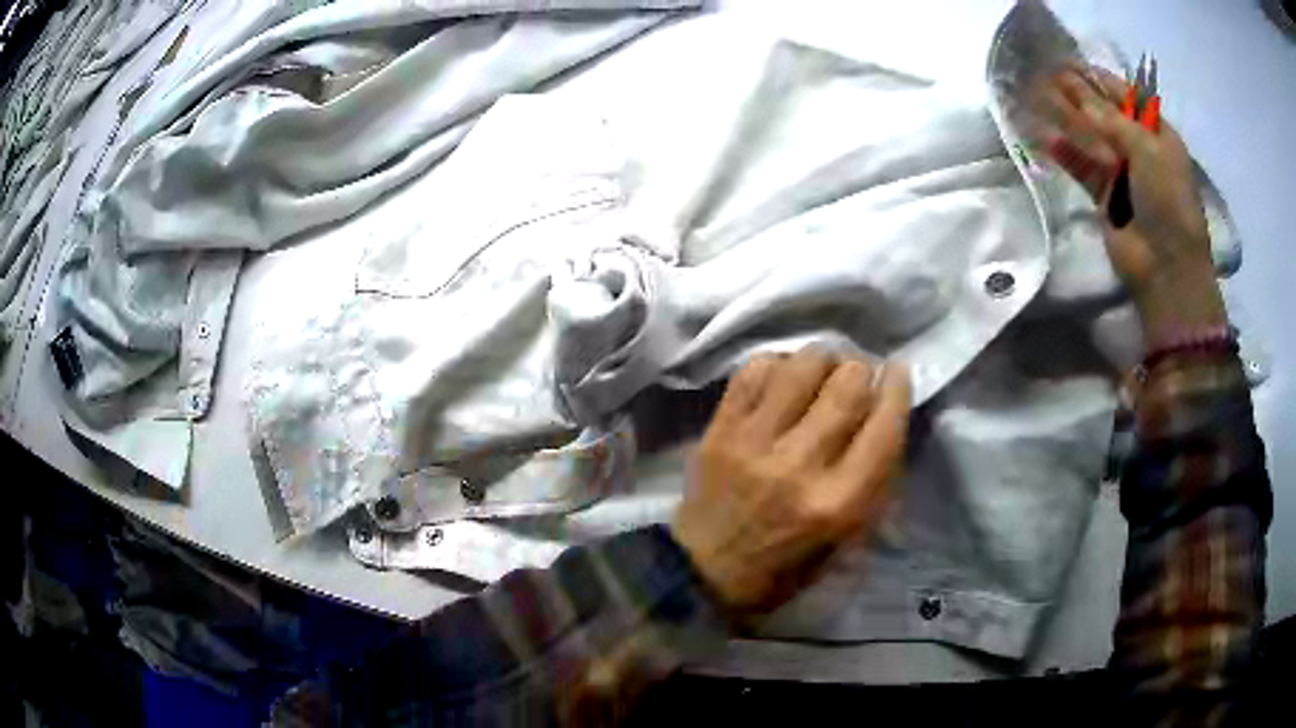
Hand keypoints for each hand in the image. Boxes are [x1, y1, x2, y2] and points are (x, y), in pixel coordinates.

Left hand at [671, 350, 910, 613]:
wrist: (704, 572)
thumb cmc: (784, 566)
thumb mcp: (846, 540)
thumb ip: (873, 482)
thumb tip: (886, 417)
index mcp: (838, 503)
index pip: (884, 427)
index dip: (897, 388)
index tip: (896, 371)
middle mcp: (799, 466)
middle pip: (847, 386)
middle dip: (861, 368)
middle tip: (858, 373)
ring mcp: (754, 444)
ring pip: (802, 367)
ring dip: (822, 358)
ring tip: (823, 367)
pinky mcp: (720, 431)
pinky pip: (753, 372)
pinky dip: (776, 363)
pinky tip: (783, 374)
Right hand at [1041, 66, 1226, 346]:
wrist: (1166, 269)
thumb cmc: (1168, 203)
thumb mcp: (1147, 151)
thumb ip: (1112, 120)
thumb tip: (1078, 92)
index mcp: (1159, 136)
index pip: (1129, 98)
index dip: (1103, 81)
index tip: (1074, 66)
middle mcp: (1141, 151)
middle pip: (1107, 116)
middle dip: (1082, 98)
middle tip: (1051, 79)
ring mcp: (1123, 175)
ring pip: (1092, 140)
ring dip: (1070, 123)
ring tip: (1041, 101)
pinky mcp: (1105, 199)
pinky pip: (1083, 170)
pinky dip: (1067, 155)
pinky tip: (1046, 140)